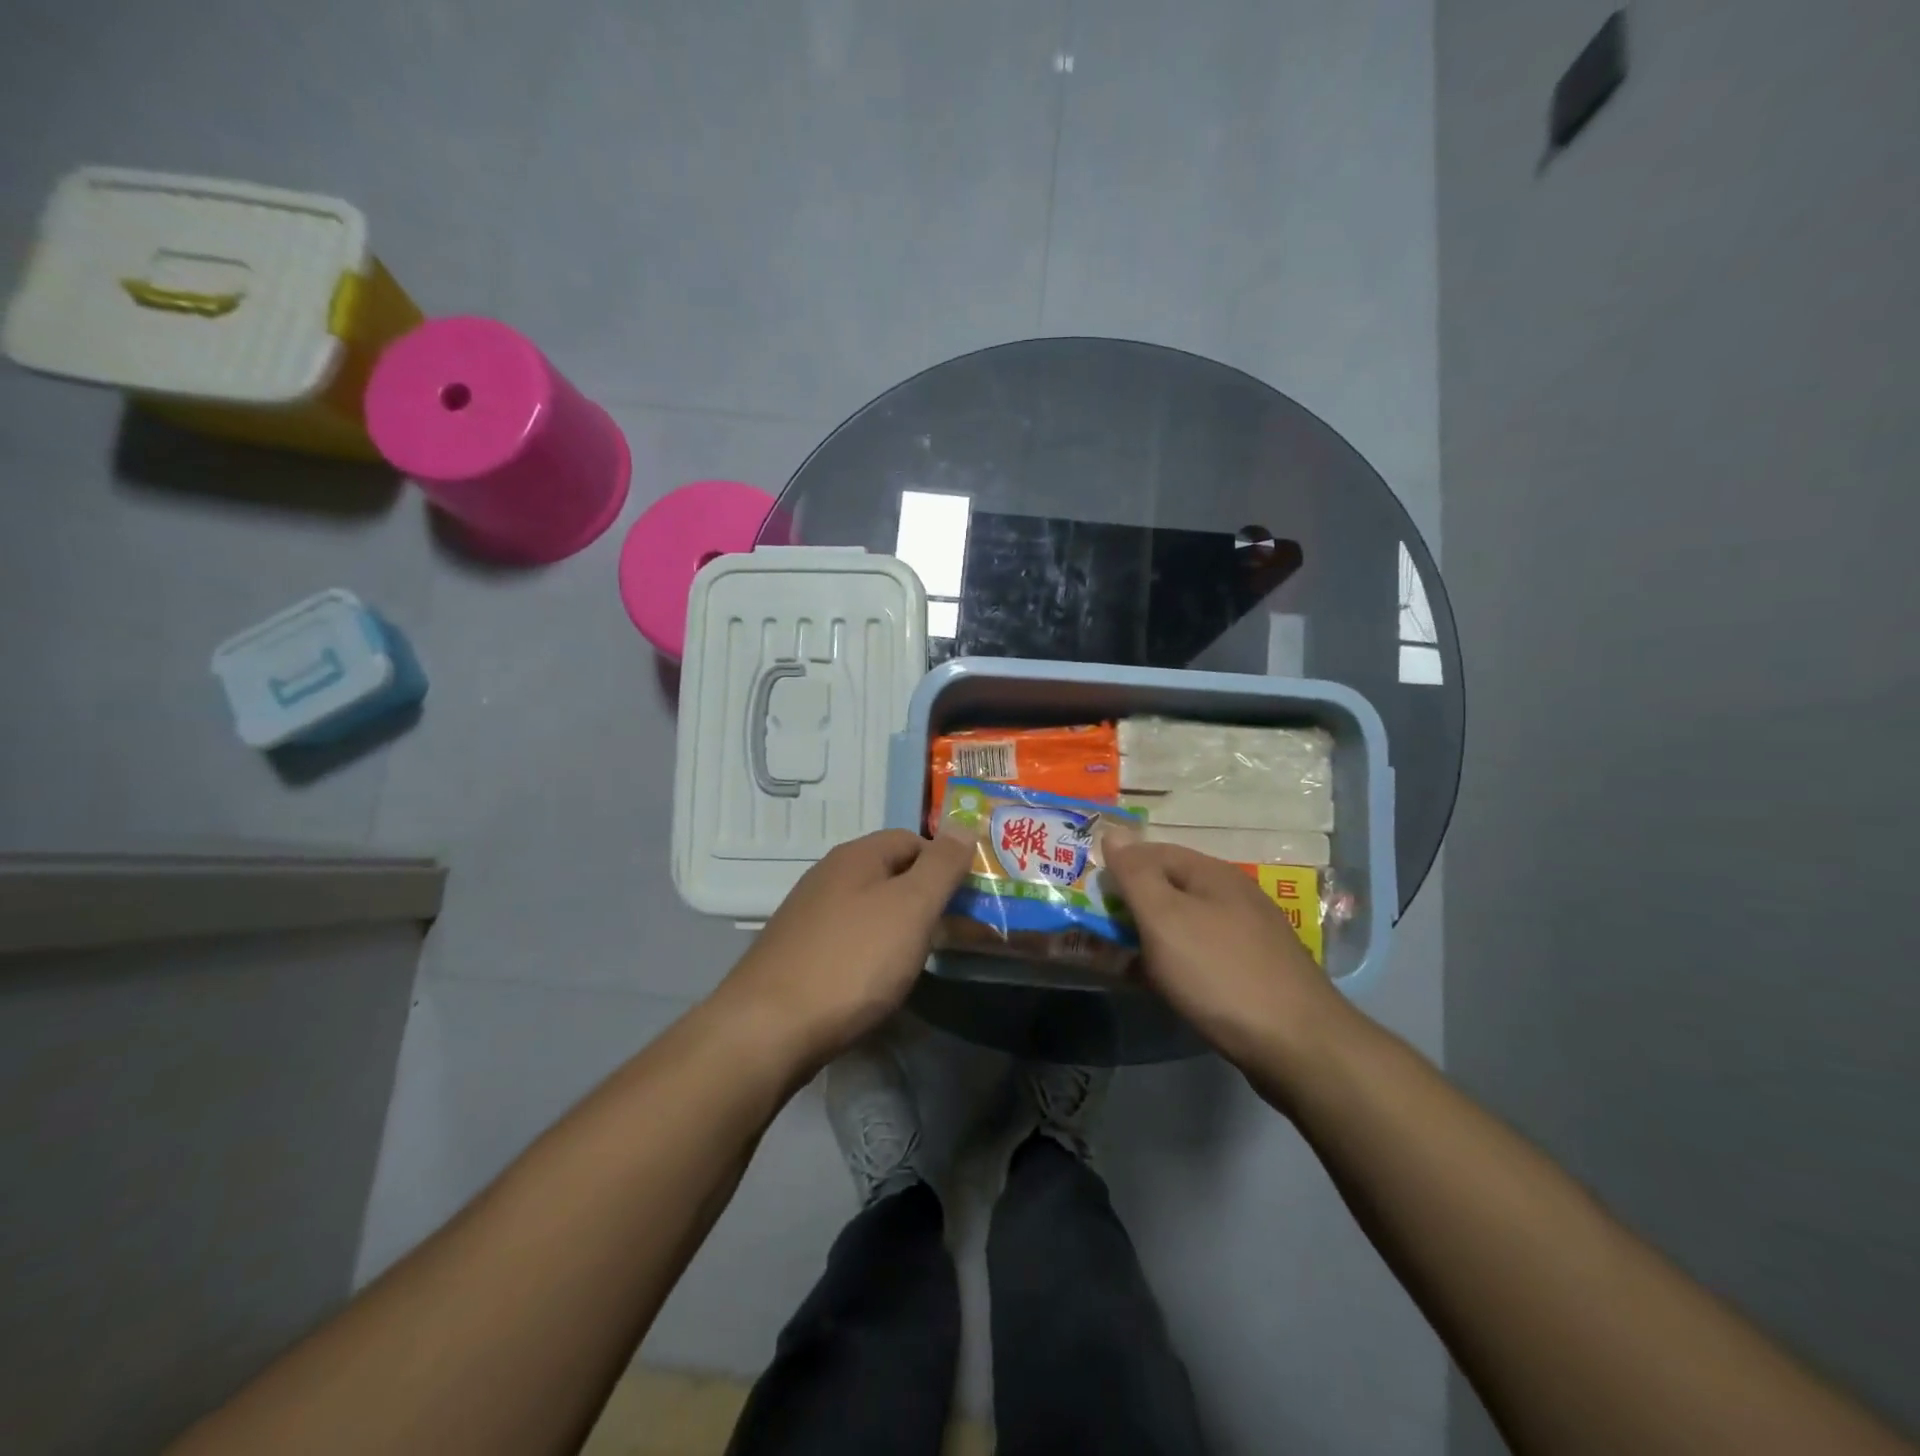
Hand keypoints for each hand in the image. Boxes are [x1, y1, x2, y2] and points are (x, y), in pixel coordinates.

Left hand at [715, 827, 973, 1074]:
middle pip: (892, 872)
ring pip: (871, 907)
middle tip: (956, 930)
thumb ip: (941, 866)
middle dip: (927, 896)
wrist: (768, 1029)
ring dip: (902, 925)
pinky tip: (879, 979)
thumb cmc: (852, 961)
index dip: (946, 862)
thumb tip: (964, 825)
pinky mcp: (798, 952)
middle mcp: (829, 875)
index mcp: (856, 856)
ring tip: (922, 957)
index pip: (914, 839)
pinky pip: (850, 938)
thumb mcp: (911, 907)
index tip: (970, 898)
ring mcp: (809, 915)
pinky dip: (874, 950)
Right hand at [1105, 842, 1356, 1077]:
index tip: (1086, 893)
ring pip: (1184, 924)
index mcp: (1213, 874)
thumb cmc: (1219, 972)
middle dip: (1131, 904)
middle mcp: (1233, 896)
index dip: (1118, 867)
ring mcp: (1247, 936)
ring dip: (1149, 936)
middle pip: (1169, 888)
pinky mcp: (1253, 973)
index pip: (1153, 852)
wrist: (1297, 1045)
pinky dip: (1172, 962)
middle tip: (1096, 928)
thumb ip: (1135, 874)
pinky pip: (1199, 955)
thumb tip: (1113, 832)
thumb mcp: (1164, 917)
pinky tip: (1158, 983)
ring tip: (1117, 957)